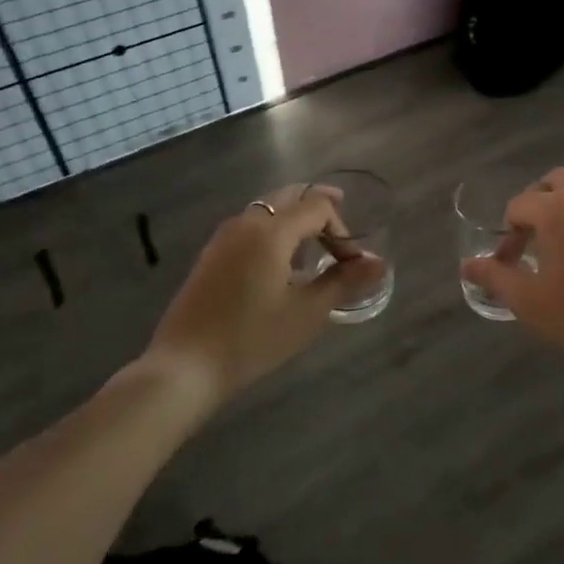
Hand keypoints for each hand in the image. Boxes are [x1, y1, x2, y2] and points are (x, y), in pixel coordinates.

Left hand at [141, 184, 386, 401]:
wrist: (184, 367)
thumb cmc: (251, 338)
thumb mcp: (306, 312)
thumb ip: (344, 282)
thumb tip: (379, 264)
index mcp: (271, 230)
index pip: (318, 206)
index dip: (342, 229)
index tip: (352, 263)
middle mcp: (246, 222)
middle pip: (290, 196)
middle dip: (319, 209)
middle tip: (340, 231)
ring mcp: (223, 237)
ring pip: (267, 209)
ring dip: (295, 219)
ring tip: (313, 248)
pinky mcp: (211, 255)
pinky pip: (250, 225)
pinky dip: (274, 230)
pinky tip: (279, 264)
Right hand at [460, 168, 563, 358]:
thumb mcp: (529, 300)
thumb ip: (495, 277)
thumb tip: (467, 265)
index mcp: (557, 209)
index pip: (518, 205)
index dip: (506, 234)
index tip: (508, 264)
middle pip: (552, 182)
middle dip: (535, 203)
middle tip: (529, 237)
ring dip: (561, 208)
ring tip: (556, 246)